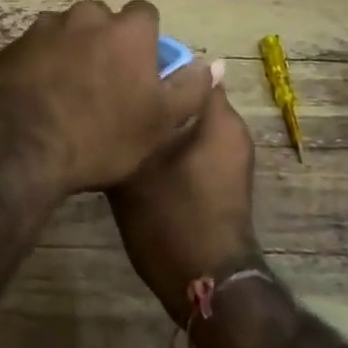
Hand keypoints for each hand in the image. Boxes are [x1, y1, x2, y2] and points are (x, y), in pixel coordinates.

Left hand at [0, 0, 215, 194]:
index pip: (145, 14)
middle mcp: (85, 17)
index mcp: (126, 31)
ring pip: (65, 31)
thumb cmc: (103, 136)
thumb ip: (190, 88)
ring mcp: (43, 29)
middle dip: (105, 40)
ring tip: (68, 89)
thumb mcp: (160, 122)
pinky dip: (39, 63)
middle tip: (104, 80)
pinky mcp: (11, 47)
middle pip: (102, 19)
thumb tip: (213, 63)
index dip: (146, 39)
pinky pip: (33, 49)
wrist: (23, 146)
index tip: (142, 66)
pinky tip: (37, 94)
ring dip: (70, 49)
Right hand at [107, 84, 260, 325]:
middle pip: (187, 95)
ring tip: (122, 122)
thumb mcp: (140, 163)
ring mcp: (231, 156)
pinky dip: (170, 142)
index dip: (154, 64)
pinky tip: (138, 152)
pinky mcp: (224, 179)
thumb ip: (137, 120)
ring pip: (188, 121)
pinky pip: (194, 143)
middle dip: (155, 94)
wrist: (205, 283)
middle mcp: (231, 129)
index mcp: (218, 117)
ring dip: (160, 120)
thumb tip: (130, 87)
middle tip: (115, 96)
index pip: (187, 67)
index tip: (122, 69)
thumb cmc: (171, 216)